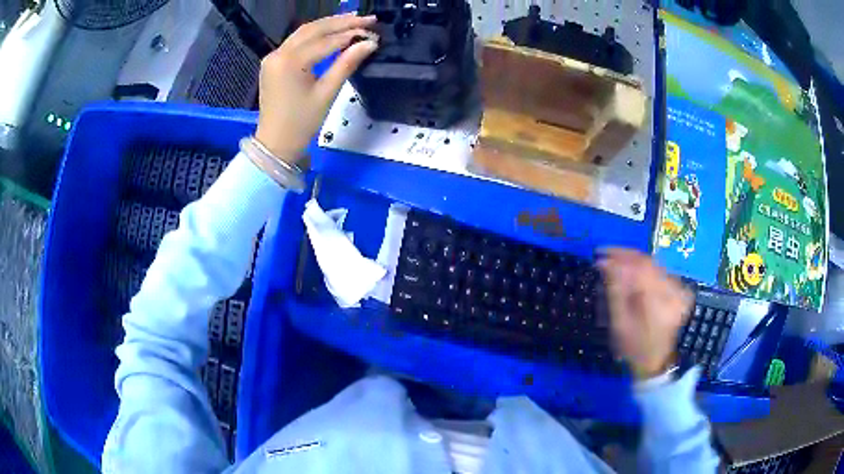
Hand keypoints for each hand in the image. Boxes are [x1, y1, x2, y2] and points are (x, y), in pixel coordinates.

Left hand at [255, 13, 378, 162]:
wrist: (275, 144)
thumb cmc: (302, 123)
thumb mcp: (327, 93)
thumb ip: (347, 64)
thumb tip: (369, 44)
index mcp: (290, 62)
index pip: (326, 41)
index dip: (352, 35)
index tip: (374, 32)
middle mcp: (278, 53)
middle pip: (314, 29)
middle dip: (341, 22)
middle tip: (367, 18)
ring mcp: (273, 56)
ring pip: (304, 32)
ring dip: (328, 25)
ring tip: (353, 20)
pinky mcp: (272, 62)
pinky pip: (296, 41)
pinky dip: (315, 35)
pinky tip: (331, 32)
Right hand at [598, 249, 693, 379]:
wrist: (655, 360)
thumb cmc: (634, 347)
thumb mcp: (619, 323)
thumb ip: (615, 291)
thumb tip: (605, 263)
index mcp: (659, 303)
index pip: (639, 269)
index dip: (619, 258)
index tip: (599, 255)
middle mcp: (674, 291)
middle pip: (648, 263)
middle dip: (625, 256)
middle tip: (604, 253)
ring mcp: (679, 289)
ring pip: (654, 264)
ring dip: (633, 260)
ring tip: (615, 260)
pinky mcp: (679, 289)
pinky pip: (659, 270)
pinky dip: (644, 268)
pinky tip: (631, 270)